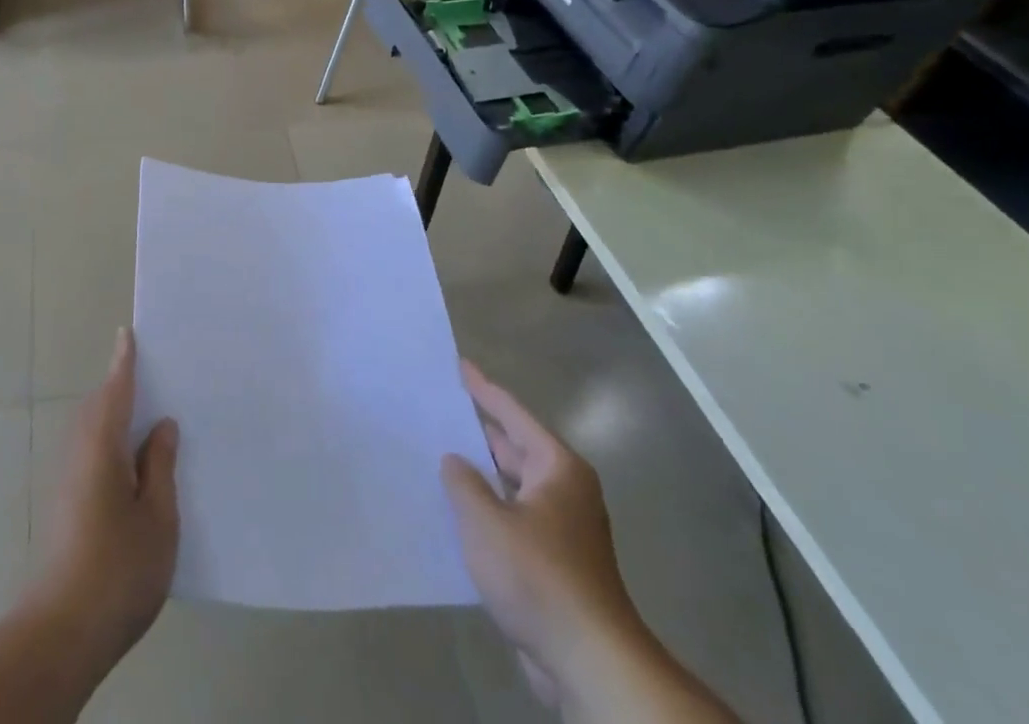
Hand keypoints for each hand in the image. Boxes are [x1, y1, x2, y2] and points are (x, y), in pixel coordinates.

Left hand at [31, 327, 179, 679]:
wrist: (60, 633)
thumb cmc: (117, 568)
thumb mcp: (157, 516)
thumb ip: (160, 466)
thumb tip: (162, 426)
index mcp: (102, 444)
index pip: (116, 389)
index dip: (124, 361)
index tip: (128, 333)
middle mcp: (78, 453)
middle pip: (100, 406)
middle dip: (122, 388)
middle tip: (156, 377)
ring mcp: (67, 481)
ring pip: (93, 433)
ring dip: (116, 418)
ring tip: (151, 420)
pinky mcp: (64, 506)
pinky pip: (90, 455)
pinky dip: (111, 445)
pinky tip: (134, 468)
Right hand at [441, 361, 642, 696]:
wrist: (589, 663)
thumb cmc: (537, 577)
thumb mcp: (486, 522)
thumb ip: (463, 483)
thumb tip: (455, 460)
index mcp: (556, 467)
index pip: (512, 413)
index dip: (482, 388)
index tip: (459, 364)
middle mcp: (564, 489)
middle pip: (514, 446)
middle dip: (478, 431)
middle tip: (439, 410)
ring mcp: (562, 528)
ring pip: (512, 486)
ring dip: (481, 475)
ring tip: (439, 456)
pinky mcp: (555, 562)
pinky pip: (514, 518)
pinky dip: (489, 510)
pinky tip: (458, 513)